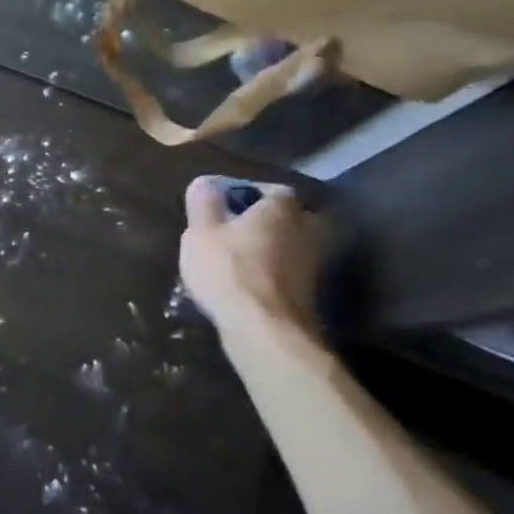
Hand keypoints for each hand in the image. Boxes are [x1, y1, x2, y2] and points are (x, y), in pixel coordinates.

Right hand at [179, 176, 322, 334]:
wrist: (265, 330)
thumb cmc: (229, 270)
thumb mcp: (201, 231)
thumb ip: (203, 202)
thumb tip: (206, 183)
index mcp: (282, 207)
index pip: (268, 188)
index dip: (242, 194)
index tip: (218, 206)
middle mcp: (307, 229)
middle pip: (281, 217)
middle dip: (258, 221)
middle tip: (227, 230)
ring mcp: (312, 263)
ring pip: (284, 245)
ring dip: (263, 248)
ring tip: (230, 259)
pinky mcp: (308, 293)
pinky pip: (284, 271)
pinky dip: (267, 272)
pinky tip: (243, 283)